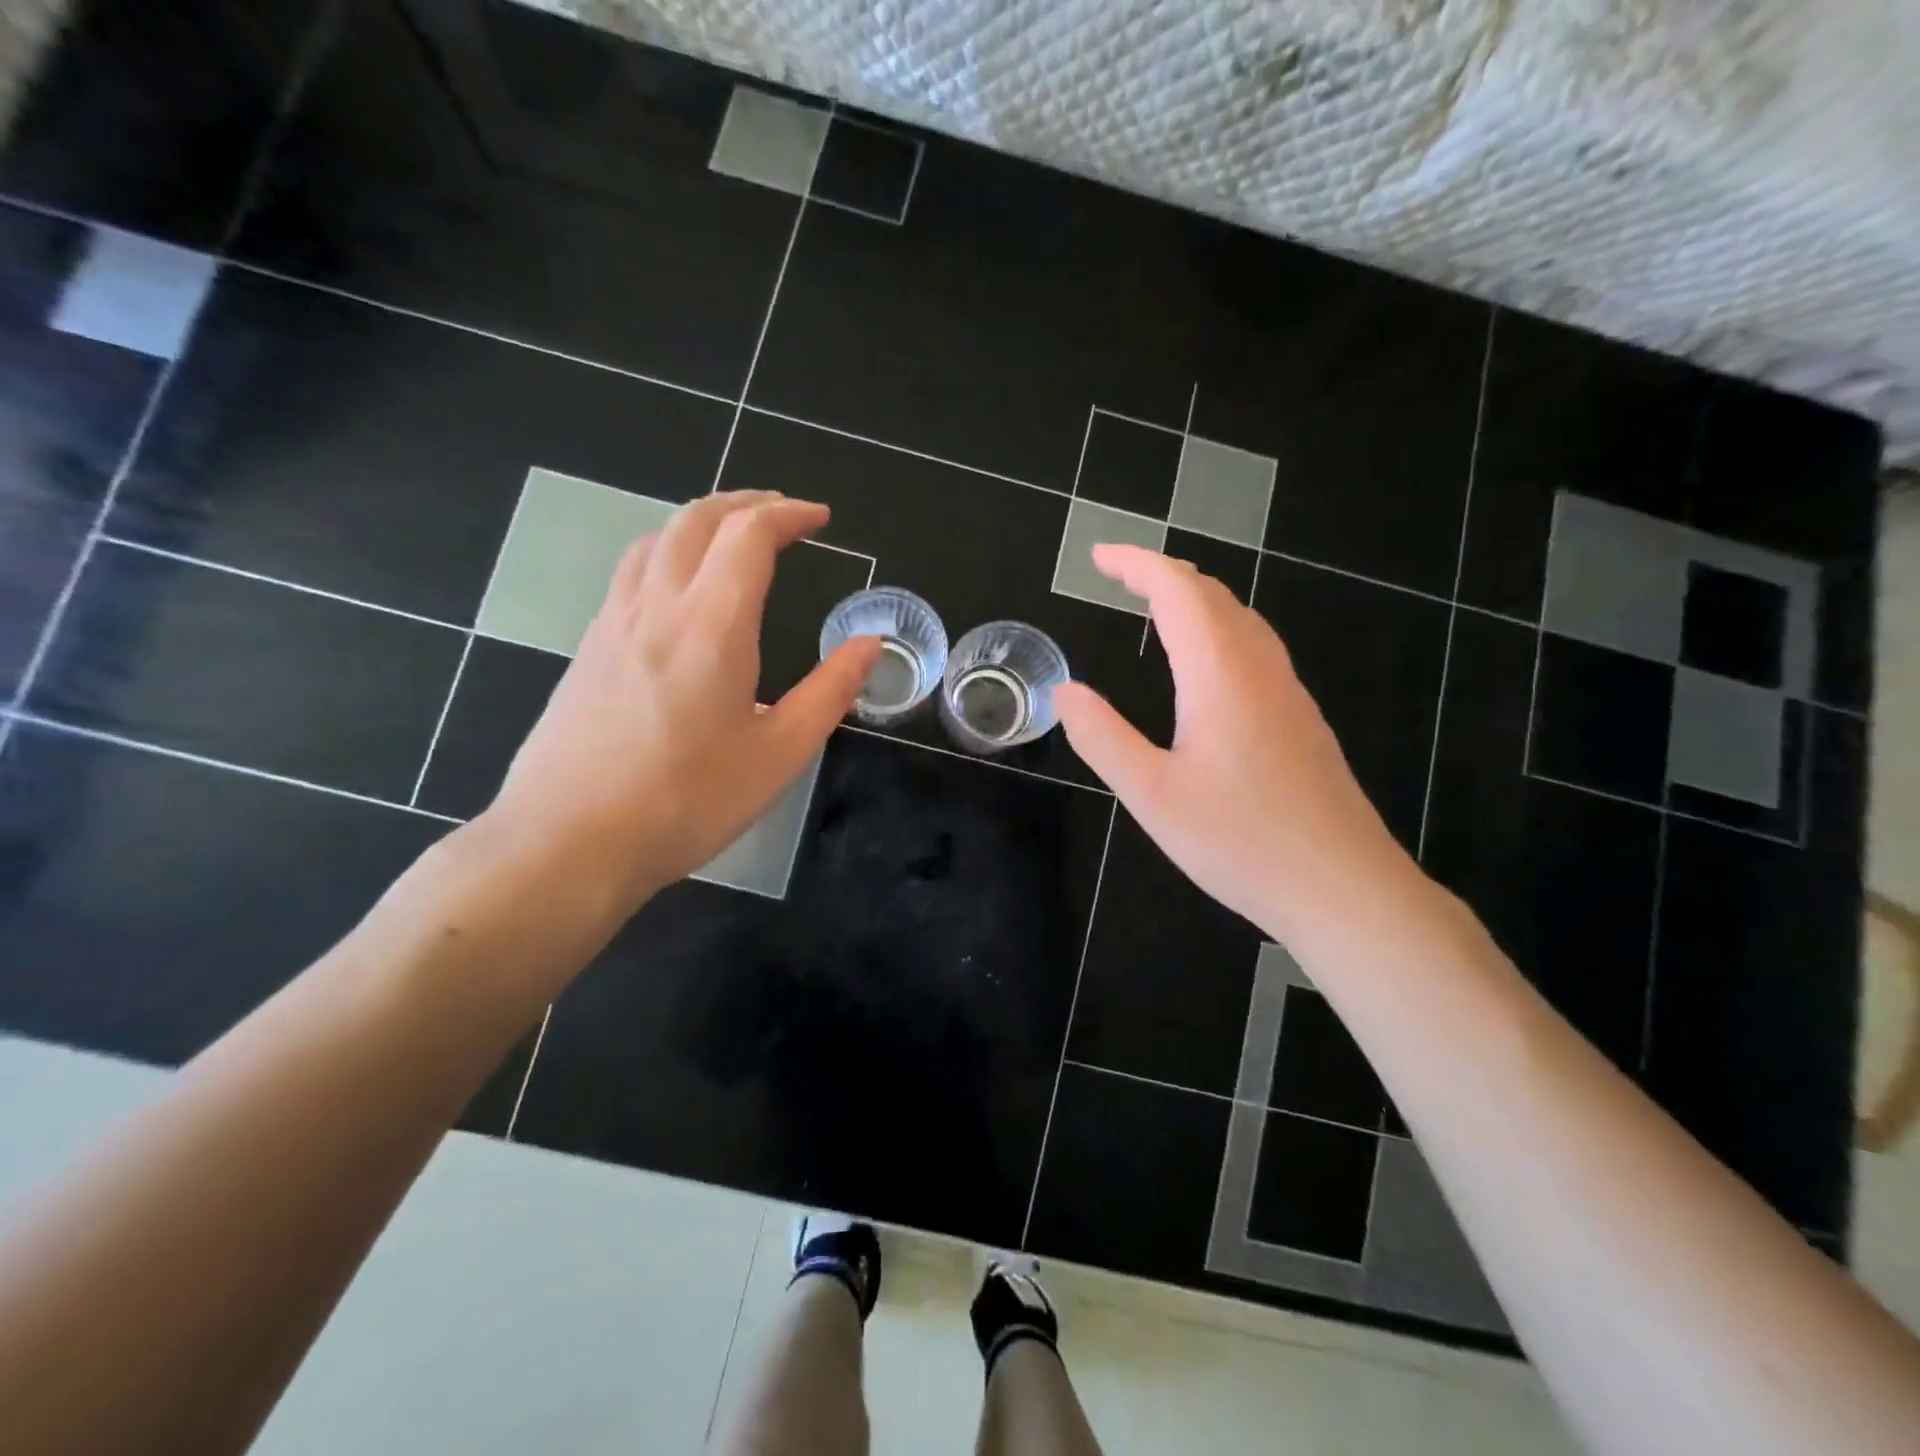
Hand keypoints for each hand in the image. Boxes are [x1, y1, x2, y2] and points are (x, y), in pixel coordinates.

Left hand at [482, 491, 879, 910]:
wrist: (569, 843)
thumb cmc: (687, 802)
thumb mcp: (779, 754)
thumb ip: (830, 692)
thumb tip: (870, 644)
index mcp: (712, 625)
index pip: (749, 536)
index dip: (789, 515)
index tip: (821, 519)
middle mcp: (657, 607)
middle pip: (695, 520)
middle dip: (744, 504)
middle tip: (781, 514)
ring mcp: (611, 624)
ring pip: (653, 541)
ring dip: (699, 523)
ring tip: (731, 539)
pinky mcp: (586, 650)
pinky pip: (629, 575)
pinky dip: (665, 555)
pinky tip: (678, 593)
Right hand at [1054, 544, 1414, 943]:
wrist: (1343, 887)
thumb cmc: (1241, 841)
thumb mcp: (1152, 795)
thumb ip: (1103, 738)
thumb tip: (1066, 691)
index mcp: (1220, 674)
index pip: (1178, 591)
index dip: (1137, 564)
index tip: (1099, 555)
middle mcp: (1260, 668)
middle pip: (1214, 595)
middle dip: (1163, 574)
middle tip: (1119, 577)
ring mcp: (1289, 692)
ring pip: (1241, 619)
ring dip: (1195, 600)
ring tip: (1155, 607)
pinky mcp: (1302, 719)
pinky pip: (1256, 648)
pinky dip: (1218, 629)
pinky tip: (1206, 665)